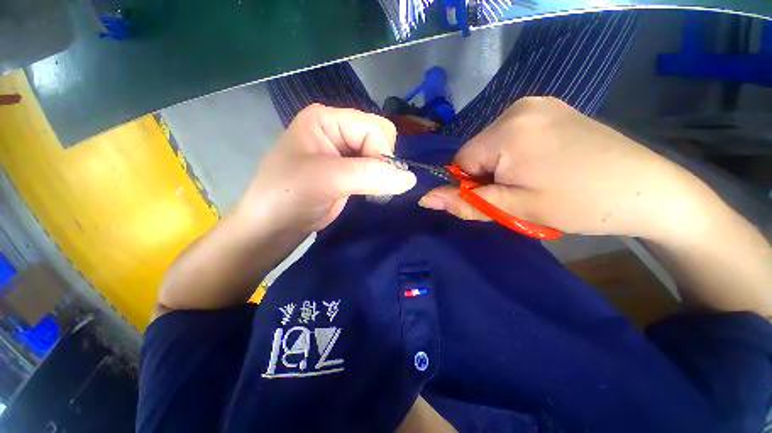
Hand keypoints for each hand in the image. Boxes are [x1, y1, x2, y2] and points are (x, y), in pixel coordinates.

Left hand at [238, 104, 416, 233]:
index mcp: (326, 119)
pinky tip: (371, 192)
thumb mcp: (325, 179)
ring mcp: (344, 152)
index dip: (380, 151)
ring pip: (380, 154)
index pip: (371, 126)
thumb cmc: (288, 195)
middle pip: (379, 136)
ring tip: (370, 190)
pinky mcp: (349, 172)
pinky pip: (375, 169)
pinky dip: (380, 180)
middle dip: (383, 160)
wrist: (275, 226)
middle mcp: (337, 131)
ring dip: (383, 173)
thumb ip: (368, 175)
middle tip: (373, 182)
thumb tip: (410, 178)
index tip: (377, 178)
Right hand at [419, 97, 703, 239]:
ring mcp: (537, 104)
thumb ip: (464, 203)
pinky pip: (512, 137)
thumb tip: (425, 199)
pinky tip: (543, 165)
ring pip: (492, 146)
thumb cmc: (579, 203)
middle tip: (519, 194)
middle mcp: (518, 107)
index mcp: (508, 130)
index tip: (498, 198)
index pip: (461, 162)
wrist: (647, 190)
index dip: (472, 185)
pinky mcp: (550, 109)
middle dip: (487, 176)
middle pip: (477, 152)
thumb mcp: (514, 208)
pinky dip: (515, 156)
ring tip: (534, 181)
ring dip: (501, 168)